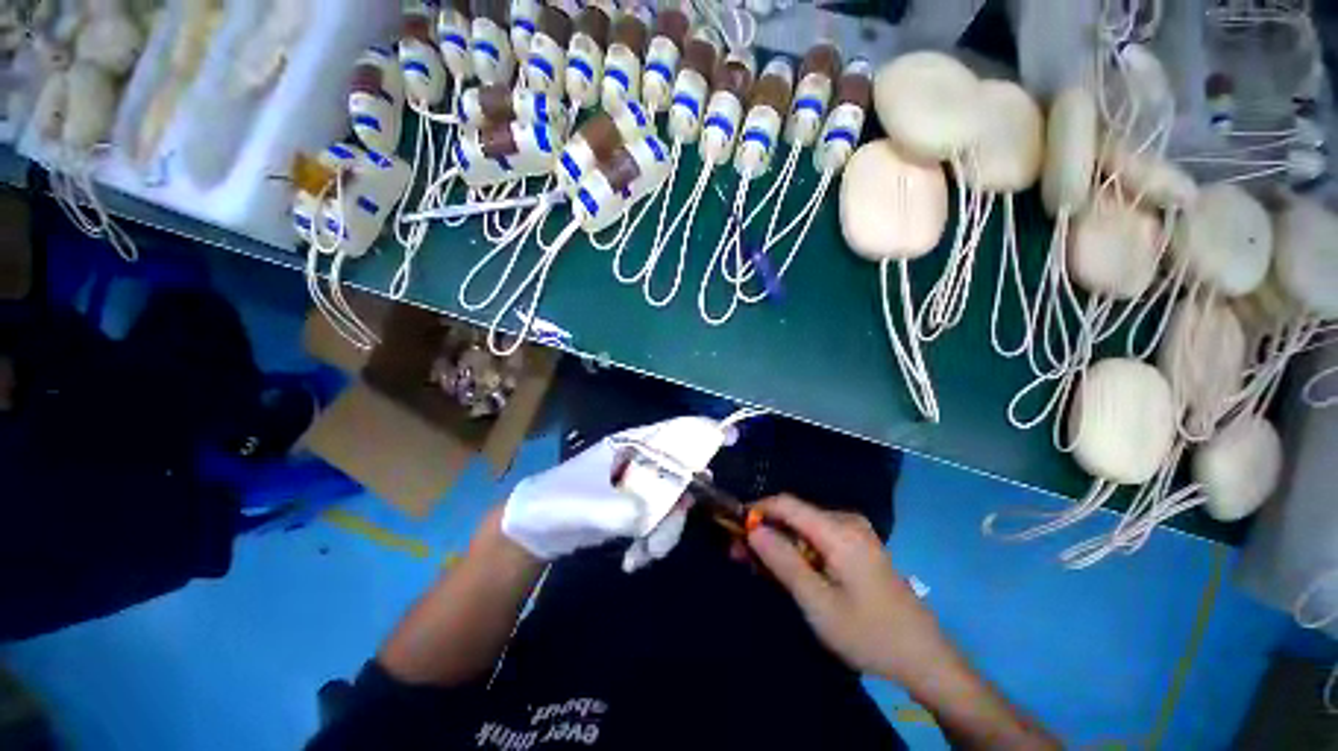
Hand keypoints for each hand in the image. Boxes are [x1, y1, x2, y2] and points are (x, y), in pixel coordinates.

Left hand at [502, 416, 725, 569]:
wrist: (535, 530)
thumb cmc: (558, 503)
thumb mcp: (589, 506)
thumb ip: (627, 508)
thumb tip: (667, 510)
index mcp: (631, 445)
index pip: (674, 431)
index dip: (703, 432)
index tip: (730, 438)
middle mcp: (641, 460)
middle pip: (680, 474)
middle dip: (678, 508)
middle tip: (661, 536)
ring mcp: (640, 484)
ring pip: (673, 502)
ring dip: (664, 532)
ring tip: (642, 554)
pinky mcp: (637, 506)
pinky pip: (660, 521)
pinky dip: (655, 541)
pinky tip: (635, 558)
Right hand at [746, 495, 950, 687]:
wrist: (923, 657)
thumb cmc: (869, 633)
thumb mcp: (818, 603)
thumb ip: (783, 561)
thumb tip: (753, 530)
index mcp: (839, 530)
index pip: (786, 503)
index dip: (756, 510)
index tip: (733, 528)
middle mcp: (847, 521)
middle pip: (794, 515)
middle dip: (765, 532)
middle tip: (740, 557)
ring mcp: (855, 532)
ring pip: (803, 527)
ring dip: (779, 543)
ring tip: (760, 568)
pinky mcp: (857, 545)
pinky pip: (818, 537)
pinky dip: (798, 549)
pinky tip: (789, 570)